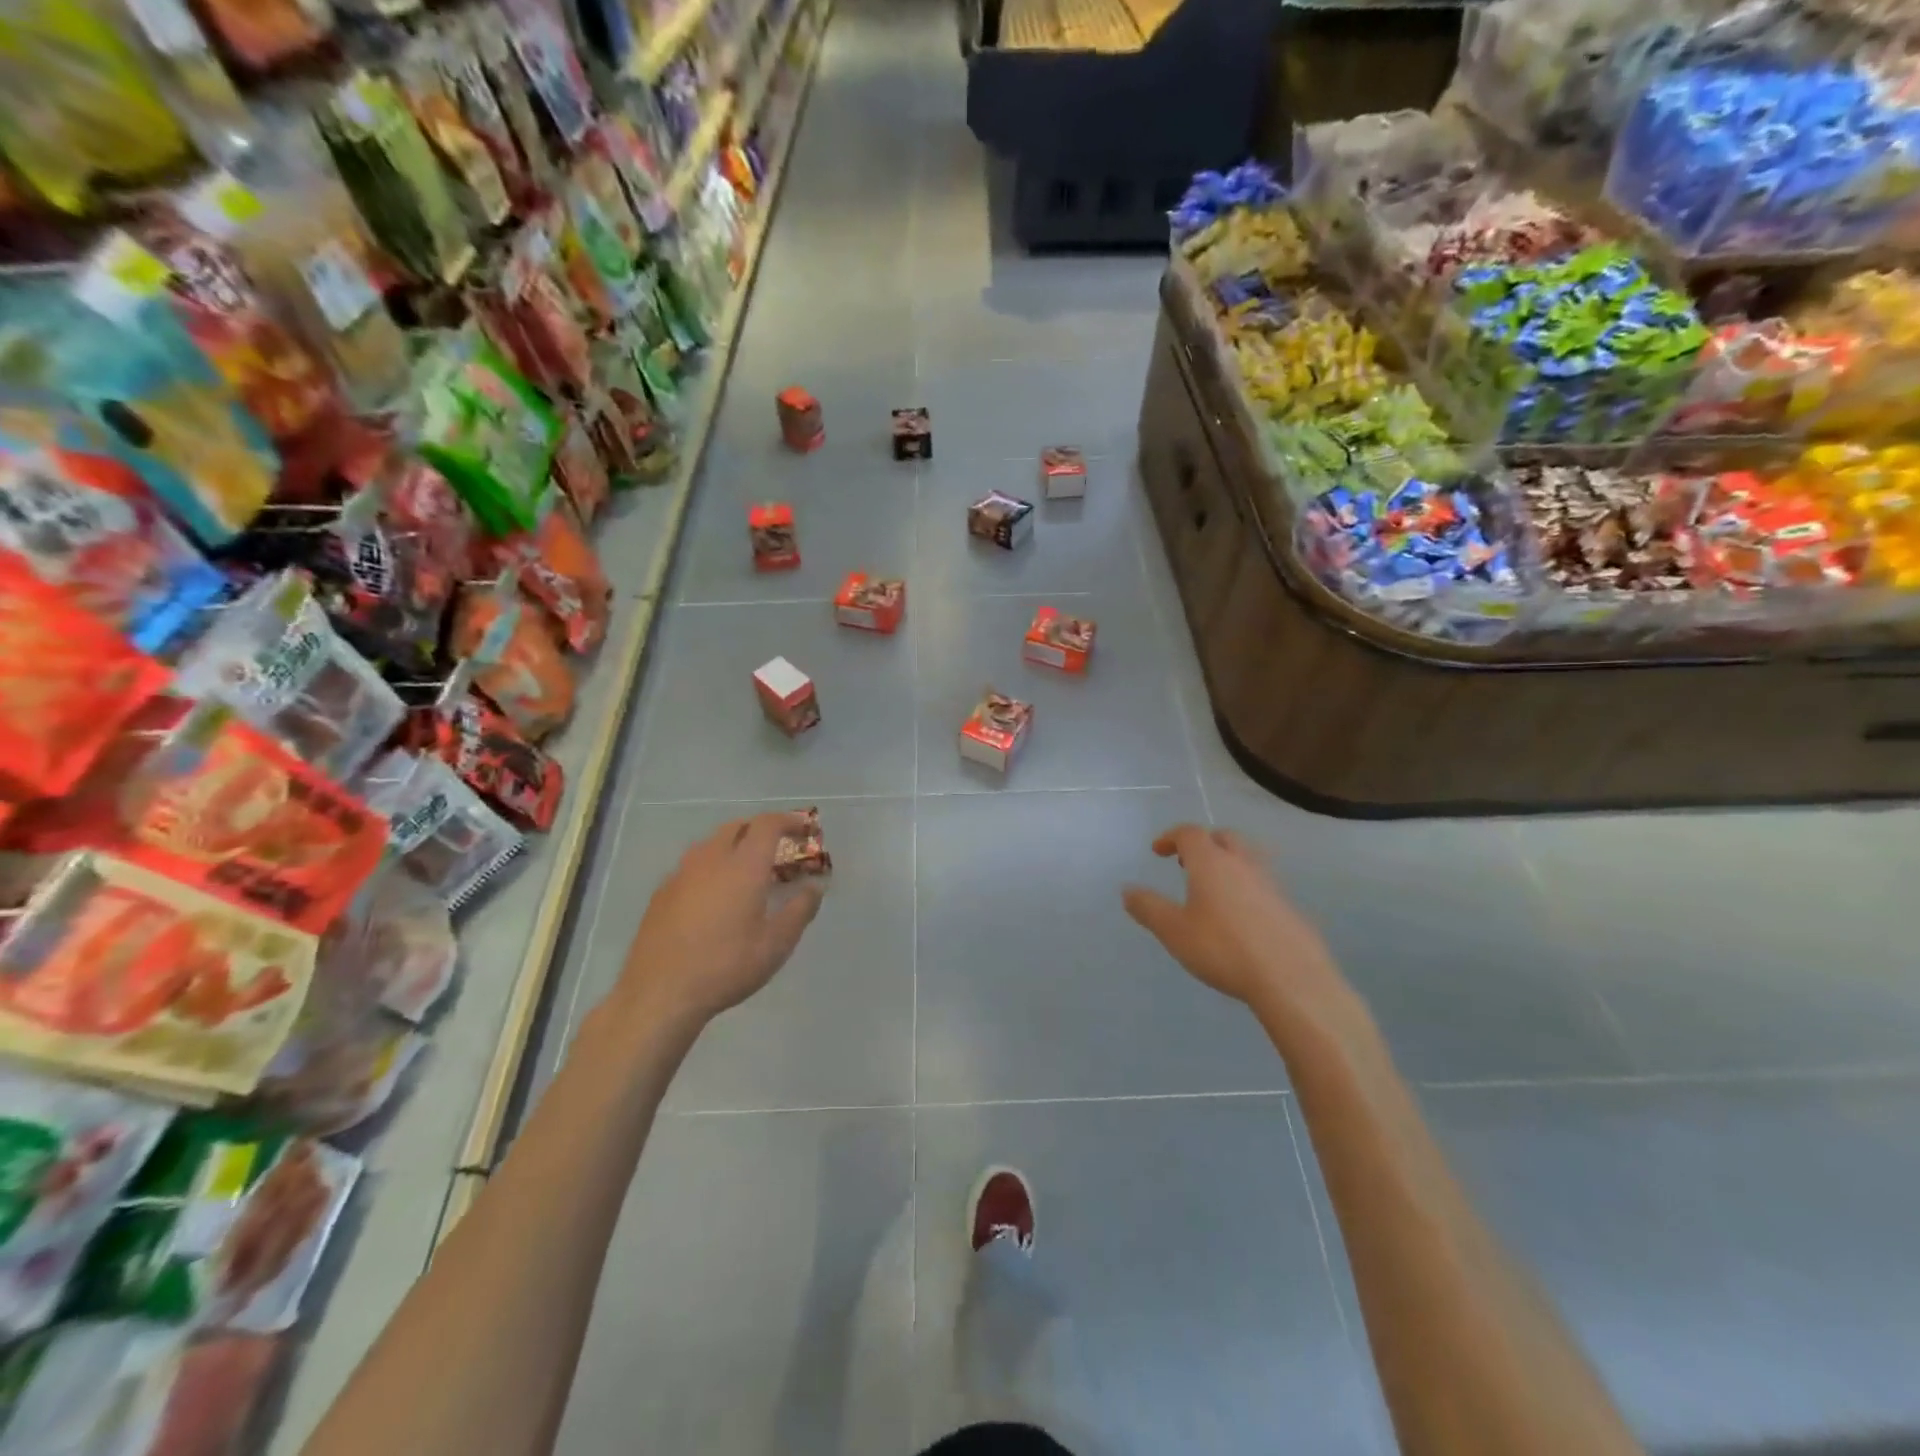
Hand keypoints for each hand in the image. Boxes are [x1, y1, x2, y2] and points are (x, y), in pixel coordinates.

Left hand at [619, 811, 824, 1025]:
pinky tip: (714, 897)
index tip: (804, 830)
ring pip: (711, 844)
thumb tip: (814, 887)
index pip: (767, 824)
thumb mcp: (776, 944)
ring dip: (734, 846)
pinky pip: (693, 866)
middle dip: (760, 829)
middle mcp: (710, 859)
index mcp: (743, 866)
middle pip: (737, 826)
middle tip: (778, 849)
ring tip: (747, 872)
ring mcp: (681, 874)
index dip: (789, 821)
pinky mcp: (661, 893)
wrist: (659, 993)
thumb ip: (800, 910)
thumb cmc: (726, 966)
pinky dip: (712, 867)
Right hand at [1123, 824, 1355, 1030]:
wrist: (1291, 979)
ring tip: (1213, 888)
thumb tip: (1127, 890)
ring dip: (1227, 863)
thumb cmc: (1223, 949)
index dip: (1170, 837)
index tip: (1157, 851)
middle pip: (1223, 837)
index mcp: (1211, 863)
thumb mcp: (1174, 931)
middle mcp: (1243, 864)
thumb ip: (1148, 908)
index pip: (1190, 833)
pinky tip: (1240, 917)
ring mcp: (1271, 884)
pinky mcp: (1290, 907)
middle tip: (1187, 863)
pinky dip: (1246, 887)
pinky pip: (1263, 884)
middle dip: (1203, 843)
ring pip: (1247, 858)